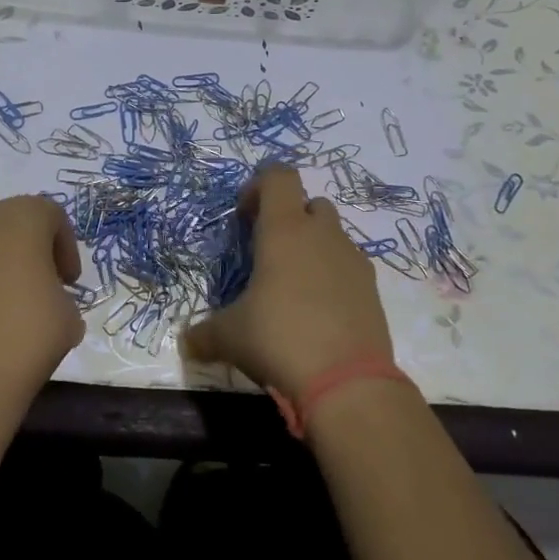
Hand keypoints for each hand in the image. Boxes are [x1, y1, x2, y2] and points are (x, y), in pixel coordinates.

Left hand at [0, 196, 84, 405]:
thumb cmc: (25, 337)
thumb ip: (61, 294)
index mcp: (23, 218)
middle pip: (15, 220)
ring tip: (9, 298)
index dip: (66, 246)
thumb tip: (46, 301)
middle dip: (33, 246)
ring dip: (0, 259)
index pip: (52, 216)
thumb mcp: (69, 316)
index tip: (69, 281)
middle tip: (44, 283)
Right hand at [181, 165, 394, 399]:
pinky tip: (317, 311)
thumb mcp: (230, 337)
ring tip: (292, 287)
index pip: (279, 176)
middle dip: (289, 218)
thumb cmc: (279, 340)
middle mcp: (322, 235)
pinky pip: (349, 266)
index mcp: (285, 230)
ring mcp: (352, 260)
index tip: (243, 216)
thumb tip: (186, 342)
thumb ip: (204, 334)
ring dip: (312, 247)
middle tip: (267, 252)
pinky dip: (333, 276)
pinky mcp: (372, 289)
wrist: (347, 382)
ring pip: (332, 234)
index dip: (259, 186)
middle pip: (309, 203)